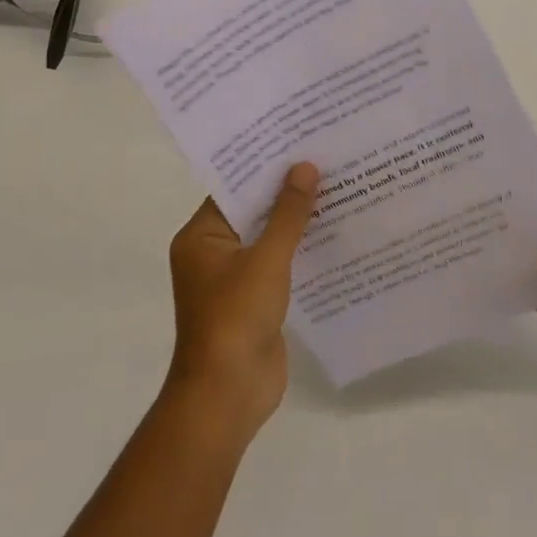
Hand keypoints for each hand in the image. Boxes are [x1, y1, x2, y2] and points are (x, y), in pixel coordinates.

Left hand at [165, 162, 319, 437]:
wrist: (228, 394)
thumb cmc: (236, 318)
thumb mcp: (266, 259)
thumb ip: (288, 213)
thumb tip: (305, 167)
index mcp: (200, 237)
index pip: (233, 189)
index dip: (264, 166)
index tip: (297, 142)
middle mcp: (212, 253)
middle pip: (252, 211)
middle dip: (285, 191)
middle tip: (324, 158)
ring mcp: (234, 278)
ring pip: (268, 237)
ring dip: (296, 220)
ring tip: (336, 187)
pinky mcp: (255, 299)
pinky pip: (278, 263)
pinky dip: (300, 249)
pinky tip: (333, 232)